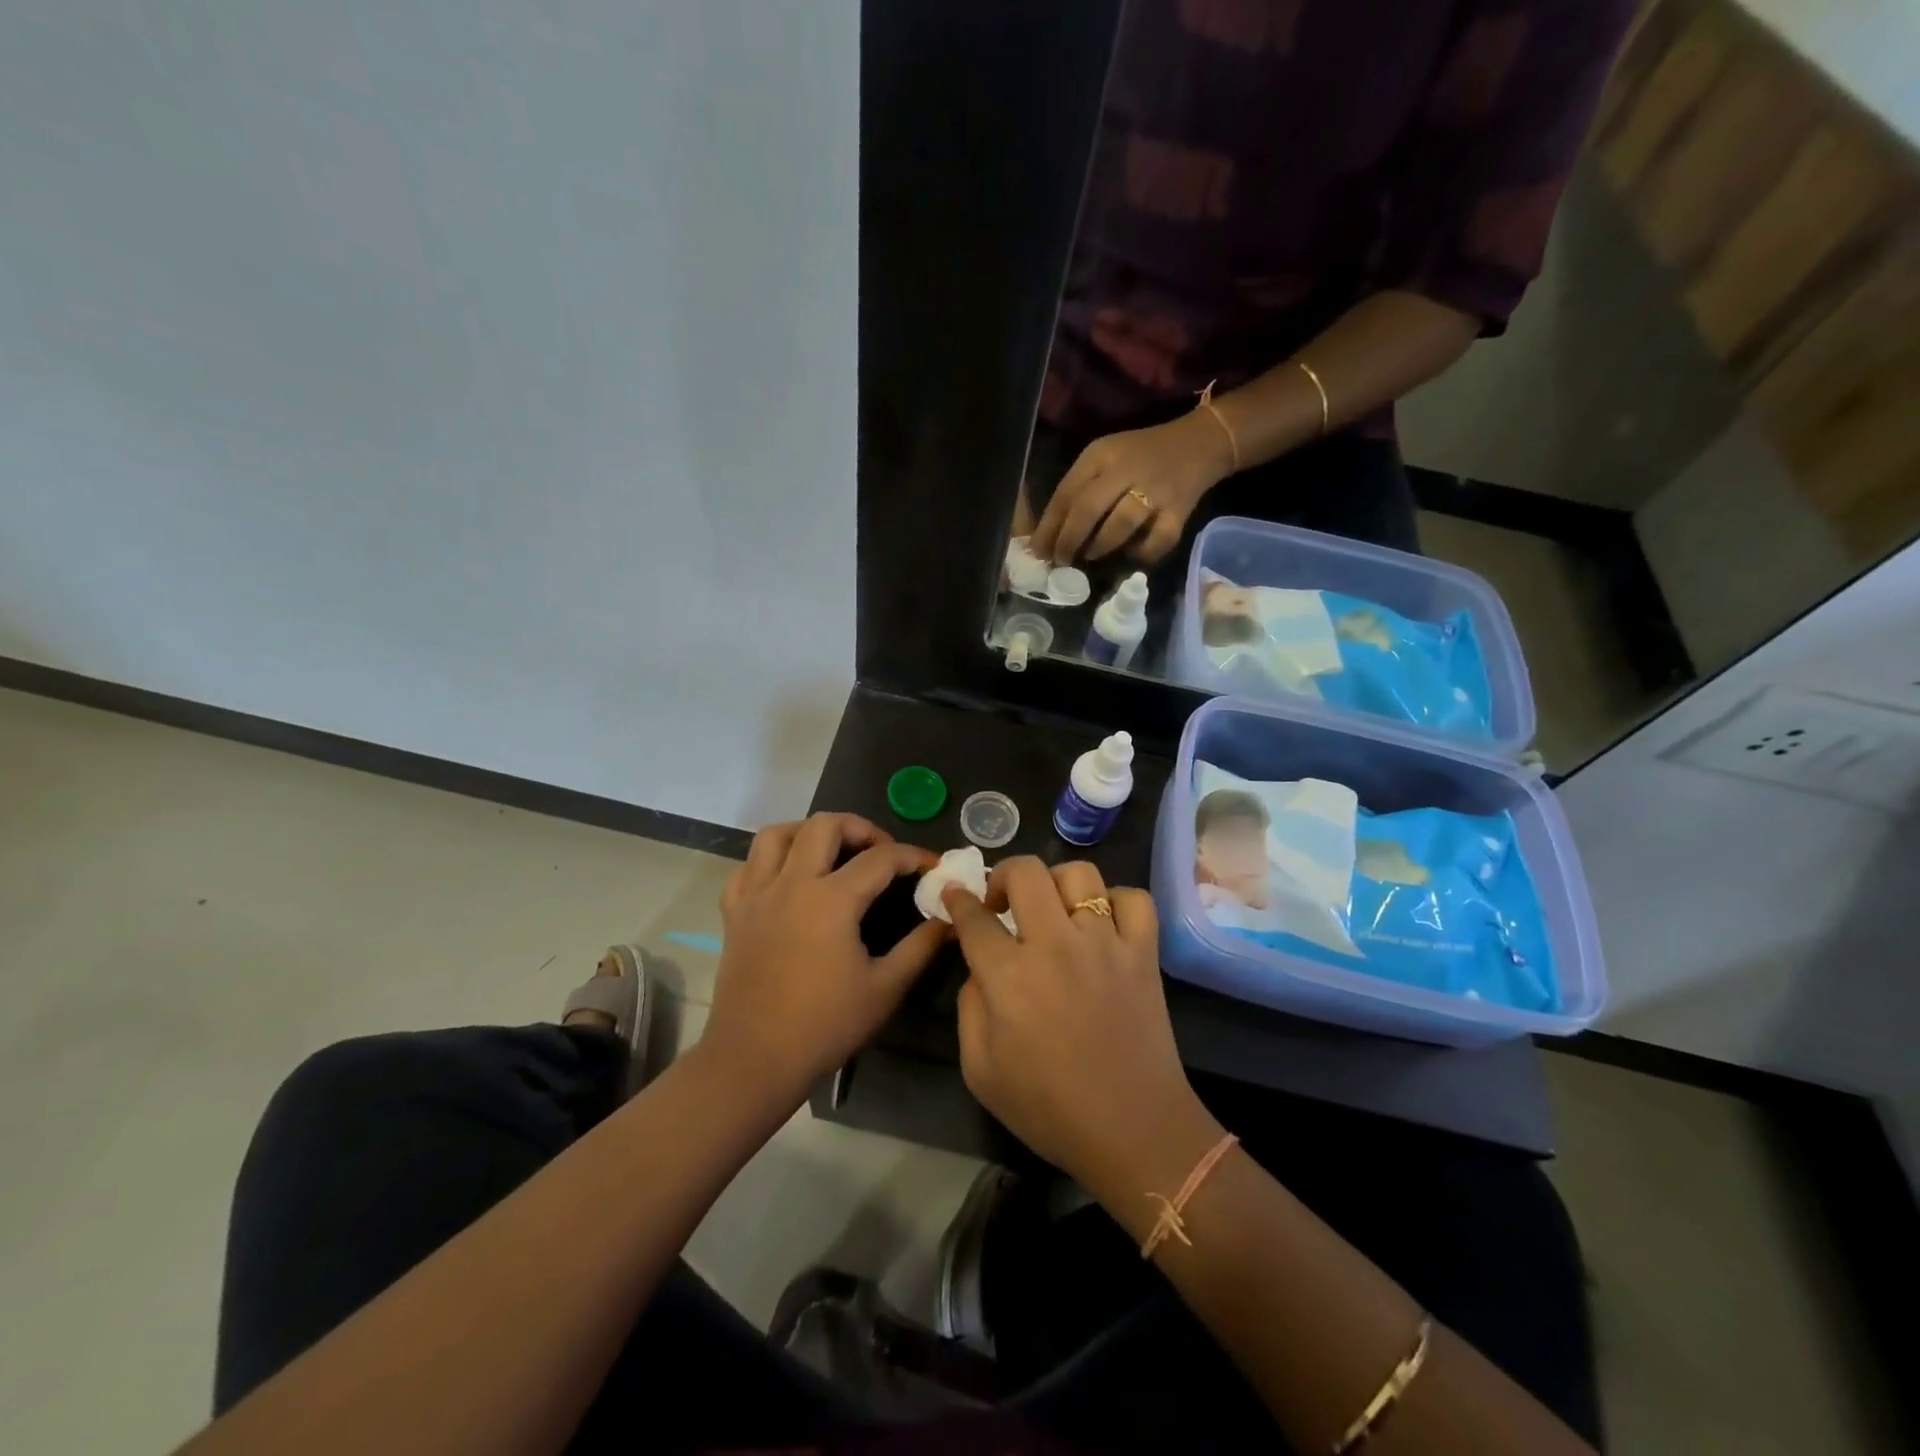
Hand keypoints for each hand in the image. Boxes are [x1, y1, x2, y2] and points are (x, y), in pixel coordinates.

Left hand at [705, 814, 946, 1106]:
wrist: (755, 1059)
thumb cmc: (825, 1026)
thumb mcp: (886, 988)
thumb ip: (921, 947)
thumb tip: (949, 919)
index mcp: (831, 900)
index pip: (881, 858)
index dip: (912, 856)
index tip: (931, 865)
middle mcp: (791, 883)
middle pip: (825, 824)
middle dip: (860, 827)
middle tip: (880, 851)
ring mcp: (756, 895)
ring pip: (777, 834)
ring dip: (809, 831)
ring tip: (831, 851)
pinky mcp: (734, 912)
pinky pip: (747, 866)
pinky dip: (771, 860)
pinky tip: (788, 878)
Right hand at [943, 859, 1212, 1193]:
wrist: (1134, 1132)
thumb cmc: (1049, 1108)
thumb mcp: (980, 1070)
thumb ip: (970, 1007)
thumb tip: (980, 967)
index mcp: (1009, 977)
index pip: (974, 916)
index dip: (958, 900)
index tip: (955, 896)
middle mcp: (1055, 945)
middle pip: (1025, 872)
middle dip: (1002, 876)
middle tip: (1001, 902)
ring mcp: (1105, 943)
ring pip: (1079, 875)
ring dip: (1056, 883)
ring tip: (1052, 909)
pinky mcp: (1144, 952)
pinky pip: (1133, 899)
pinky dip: (1115, 901)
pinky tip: (1102, 923)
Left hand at [1028, 410, 1233, 565]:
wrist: (1198, 444)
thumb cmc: (1139, 456)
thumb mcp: (1104, 459)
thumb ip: (1078, 490)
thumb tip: (1048, 536)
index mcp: (1102, 454)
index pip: (1067, 493)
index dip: (1049, 527)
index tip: (1038, 552)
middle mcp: (1127, 469)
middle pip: (1088, 509)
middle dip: (1068, 541)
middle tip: (1060, 561)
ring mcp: (1155, 490)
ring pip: (1119, 525)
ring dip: (1098, 547)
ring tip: (1089, 557)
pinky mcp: (1179, 510)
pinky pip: (1156, 541)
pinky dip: (1140, 554)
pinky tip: (1130, 556)